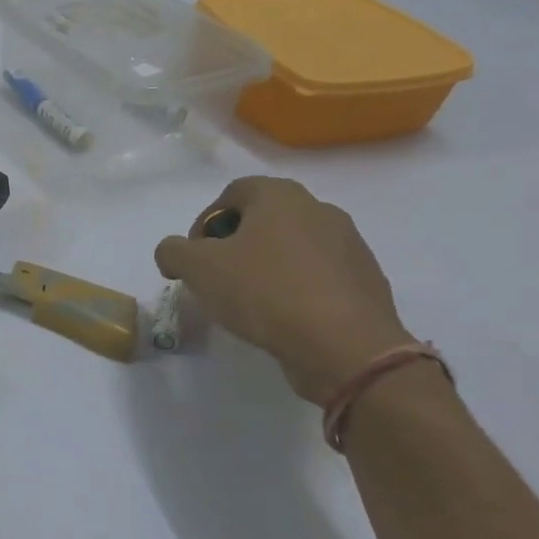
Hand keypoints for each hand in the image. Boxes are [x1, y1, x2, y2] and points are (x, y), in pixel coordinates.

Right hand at [155, 177, 412, 402]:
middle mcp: (320, 210)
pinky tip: (283, 318)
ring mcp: (349, 245)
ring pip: (293, 247)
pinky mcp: (365, 281)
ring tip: (249, 302)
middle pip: (264, 219)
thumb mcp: (198, 268)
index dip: (205, 222)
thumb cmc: (265, 292)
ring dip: (267, 266)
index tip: (195, 257)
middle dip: (235, 244)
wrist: (344, 345)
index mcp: (281, 196)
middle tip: (217, 278)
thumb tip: (174, 253)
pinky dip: (297, 289)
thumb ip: (173, 251)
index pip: (233, 192)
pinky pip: (318, 276)